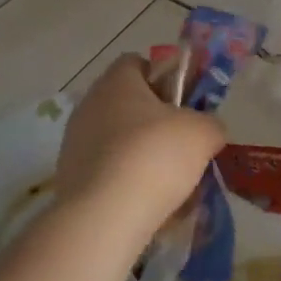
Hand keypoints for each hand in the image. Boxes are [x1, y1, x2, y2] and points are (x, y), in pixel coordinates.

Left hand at [55, 54, 222, 257]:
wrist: (103, 217)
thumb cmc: (155, 156)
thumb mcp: (202, 133)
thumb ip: (211, 123)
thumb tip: (208, 129)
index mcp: (117, 81)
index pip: (138, 63)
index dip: (165, 78)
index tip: (185, 103)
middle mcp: (89, 105)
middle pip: (129, 104)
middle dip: (156, 122)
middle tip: (183, 145)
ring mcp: (75, 142)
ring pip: (119, 141)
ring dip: (142, 155)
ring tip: (170, 183)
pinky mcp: (69, 178)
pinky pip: (106, 172)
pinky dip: (126, 183)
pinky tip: (146, 204)